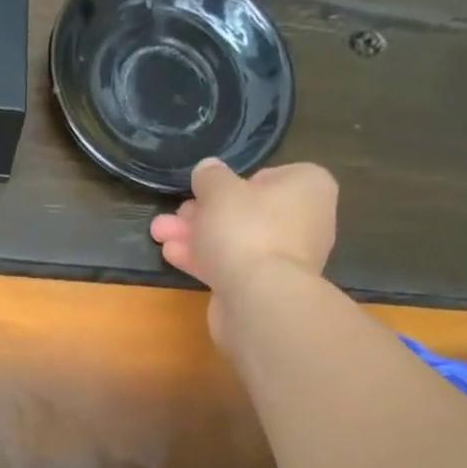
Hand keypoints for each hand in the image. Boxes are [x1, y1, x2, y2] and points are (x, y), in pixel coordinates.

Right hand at [150, 158, 338, 341]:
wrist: (259, 298)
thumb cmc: (246, 230)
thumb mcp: (219, 190)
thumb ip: (210, 177)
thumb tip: (207, 169)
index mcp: (308, 186)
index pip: (266, 177)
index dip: (230, 185)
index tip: (204, 192)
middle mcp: (304, 221)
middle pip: (244, 212)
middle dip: (202, 214)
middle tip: (173, 215)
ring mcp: (285, 258)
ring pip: (233, 241)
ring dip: (195, 237)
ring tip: (159, 233)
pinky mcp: (264, 288)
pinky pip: (232, 266)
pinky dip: (204, 260)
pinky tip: (172, 255)